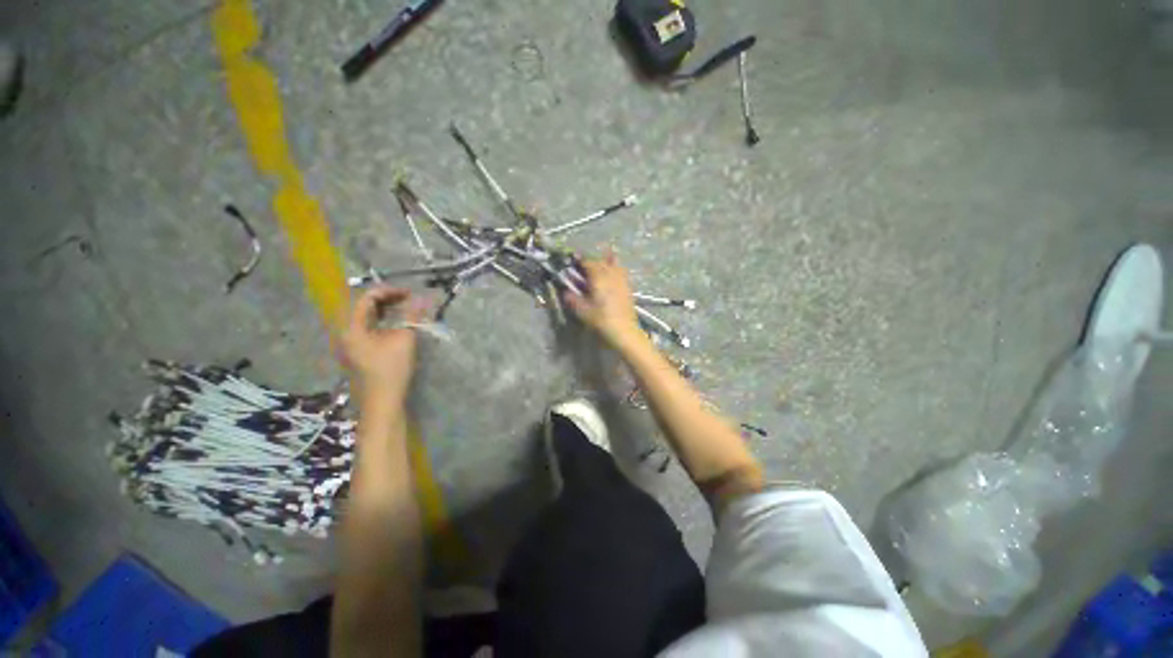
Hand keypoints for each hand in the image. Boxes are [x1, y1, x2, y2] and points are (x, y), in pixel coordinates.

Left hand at [341, 286, 428, 404]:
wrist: (382, 401)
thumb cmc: (391, 369)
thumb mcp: (404, 339)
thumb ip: (411, 316)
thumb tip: (421, 298)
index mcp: (352, 327)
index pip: (367, 298)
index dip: (389, 291)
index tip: (410, 293)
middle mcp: (345, 332)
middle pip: (363, 307)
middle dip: (387, 299)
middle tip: (409, 299)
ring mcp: (349, 343)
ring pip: (366, 318)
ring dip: (385, 310)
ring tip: (405, 309)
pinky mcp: (357, 352)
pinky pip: (367, 328)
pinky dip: (382, 322)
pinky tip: (396, 325)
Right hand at [565, 250, 640, 347]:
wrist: (624, 330)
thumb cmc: (601, 320)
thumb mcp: (582, 311)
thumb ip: (572, 299)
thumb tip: (565, 292)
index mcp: (598, 277)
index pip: (588, 262)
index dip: (579, 260)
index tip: (573, 262)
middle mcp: (611, 274)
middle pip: (600, 261)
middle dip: (591, 262)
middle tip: (583, 268)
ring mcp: (621, 279)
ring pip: (613, 264)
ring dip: (604, 263)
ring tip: (599, 267)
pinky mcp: (628, 287)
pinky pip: (621, 271)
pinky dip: (615, 269)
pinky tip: (611, 276)